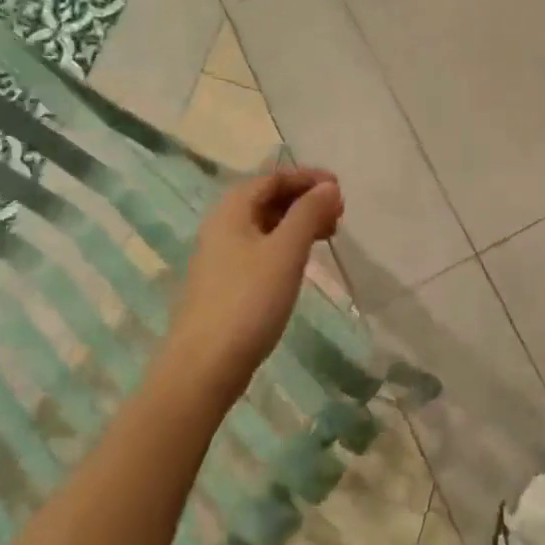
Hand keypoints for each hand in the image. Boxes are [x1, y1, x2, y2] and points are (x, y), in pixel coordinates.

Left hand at [163, 168, 344, 396]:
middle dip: (305, 201)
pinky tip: (301, 262)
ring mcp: (222, 256)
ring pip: (266, 225)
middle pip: (269, 199)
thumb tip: (329, 186)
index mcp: (232, 209)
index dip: (308, 178)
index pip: (274, 178)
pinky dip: (286, 246)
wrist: (204, 367)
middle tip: (339, 215)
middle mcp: (223, 225)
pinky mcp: (227, 283)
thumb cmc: (248, 300)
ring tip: (328, 236)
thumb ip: (308, 213)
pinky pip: (262, 249)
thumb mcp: (285, 251)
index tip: (340, 189)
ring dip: (298, 224)